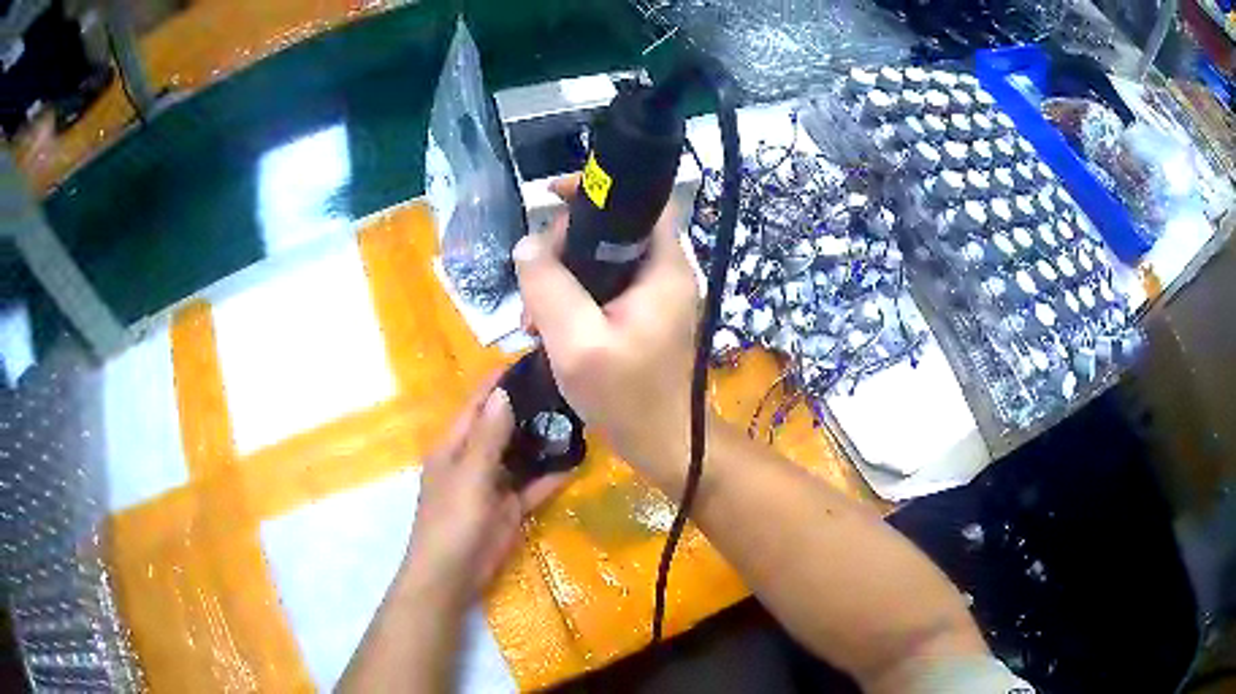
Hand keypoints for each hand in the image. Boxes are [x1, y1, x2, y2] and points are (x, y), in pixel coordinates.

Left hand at [403, 380, 567, 604]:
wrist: (452, 575)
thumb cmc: (452, 522)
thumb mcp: (470, 476)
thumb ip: (488, 437)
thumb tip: (502, 393)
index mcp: (454, 446)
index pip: (477, 404)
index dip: (498, 382)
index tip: (529, 359)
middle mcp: (474, 459)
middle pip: (502, 426)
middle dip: (528, 408)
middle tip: (566, 385)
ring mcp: (493, 484)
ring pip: (521, 455)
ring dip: (543, 440)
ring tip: (578, 415)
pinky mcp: (510, 508)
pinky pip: (533, 486)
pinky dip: (552, 475)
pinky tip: (578, 460)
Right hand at [513, 175, 698, 484]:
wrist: (663, 446)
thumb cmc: (628, 399)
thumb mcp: (577, 343)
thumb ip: (549, 288)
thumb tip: (527, 246)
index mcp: (663, 268)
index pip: (640, 202)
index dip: (597, 190)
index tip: (550, 197)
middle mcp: (663, 273)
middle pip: (611, 230)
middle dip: (564, 249)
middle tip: (533, 286)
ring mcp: (652, 297)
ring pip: (600, 262)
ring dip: (561, 280)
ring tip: (533, 318)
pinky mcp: (640, 318)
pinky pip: (600, 290)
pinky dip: (571, 301)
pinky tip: (547, 329)